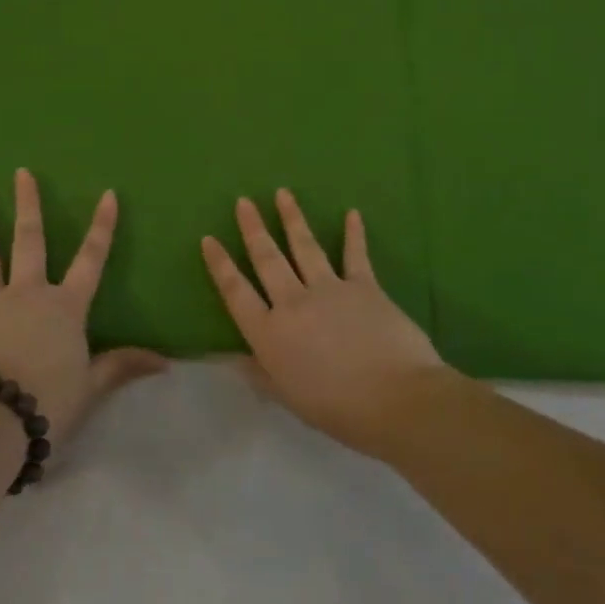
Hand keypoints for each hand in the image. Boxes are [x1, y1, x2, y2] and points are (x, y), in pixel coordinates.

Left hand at [0, 170, 166, 446]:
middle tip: (21, 172)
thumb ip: (123, 366)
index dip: (102, 227)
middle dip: (28, 204)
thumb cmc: (47, 402)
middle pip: (30, 241)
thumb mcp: (91, 386)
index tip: (108, 194)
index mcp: (64, 307)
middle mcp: (27, 293)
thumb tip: (167, 363)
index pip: (91, 259)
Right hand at [201, 190, 455, 457]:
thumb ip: (261, 373)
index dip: (221, 265)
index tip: (209, 239)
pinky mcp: (364, 286)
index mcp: (269, 334)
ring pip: (304, 247)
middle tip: (243, 201)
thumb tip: (233, 357)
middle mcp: (293, 303)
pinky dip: (354, 233)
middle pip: (267, 259)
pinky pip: (355, 254)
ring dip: (292, 219)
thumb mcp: (289, 397)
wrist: (396, 399)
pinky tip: (352, 213)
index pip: (237, 292)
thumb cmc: (337, 410)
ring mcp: (329, 289)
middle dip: (253, 229)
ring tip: (282, 193)